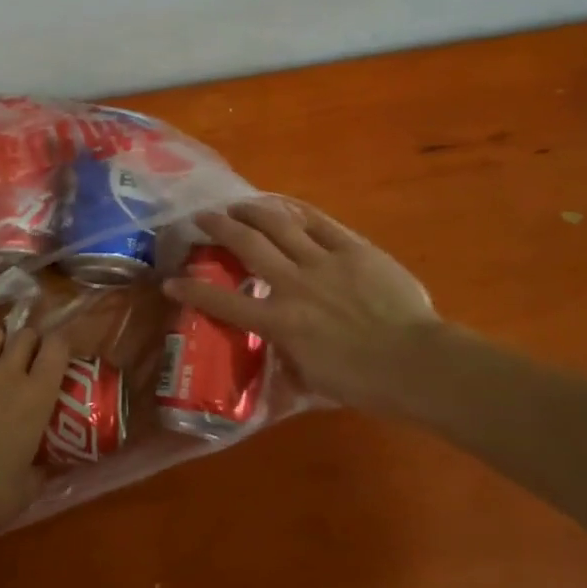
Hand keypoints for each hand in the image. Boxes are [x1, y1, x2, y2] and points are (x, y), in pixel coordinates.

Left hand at [0, 325, 72, 541]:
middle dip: (30, 344)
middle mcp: (7, 372)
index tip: (58, 360)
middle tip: (26, 364)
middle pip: (26, 334)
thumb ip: (44, 467)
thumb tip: (52, 461)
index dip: (60, 347)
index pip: (58, 347)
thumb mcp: (28, 489)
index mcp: (36, 396)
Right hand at [163, 198, 438, 415]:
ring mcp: (323, 261)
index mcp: (279, 321)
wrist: (416, 362)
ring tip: (238, 204)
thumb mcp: (313, 380)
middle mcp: (292, 284)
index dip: (191, 290)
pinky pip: (319, 223)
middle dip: (218, 227)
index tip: (171, 281)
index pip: (223, 302)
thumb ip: (288, 360)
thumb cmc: (364, 383)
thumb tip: (277, 350)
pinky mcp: (352, 249)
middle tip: (202, 217)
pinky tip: (284, 206)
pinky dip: (297, 212)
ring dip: (252, 211)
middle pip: (247, 244)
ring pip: (278, 224)